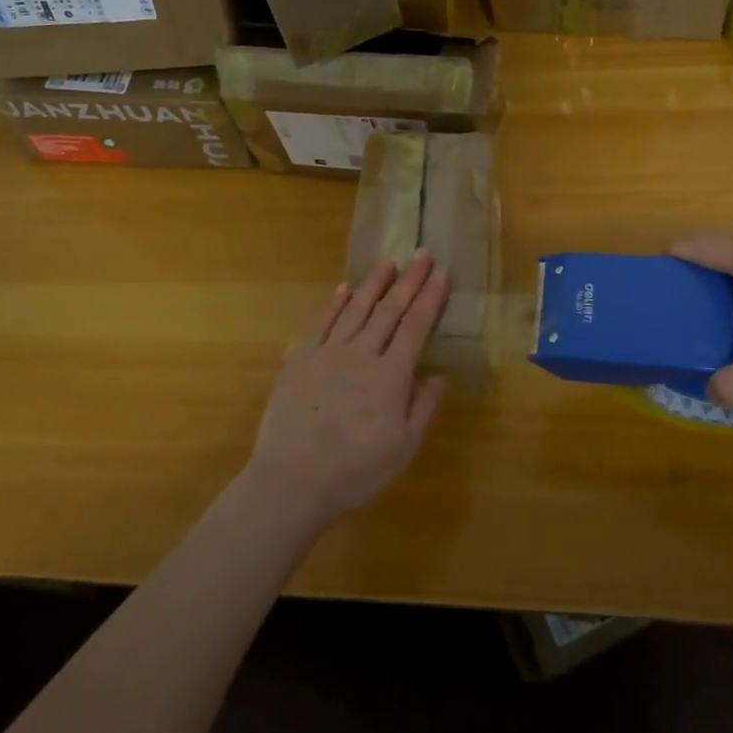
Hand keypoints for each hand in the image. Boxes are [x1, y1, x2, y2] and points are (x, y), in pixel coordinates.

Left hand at [244, 251, 449, 529]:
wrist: (292, 479)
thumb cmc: (355, 471)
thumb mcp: (402, 448)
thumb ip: (423, 408)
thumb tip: (437, 376)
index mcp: (391, 375)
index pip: (415, 327)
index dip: (430, 299)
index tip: (441, 273)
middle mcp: (362, 354)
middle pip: (389, 311)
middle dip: (408, 281)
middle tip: (422, 254)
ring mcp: (328, 353)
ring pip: (356, 309)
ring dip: (373, 283)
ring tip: (388, 261)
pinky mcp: (301, 359)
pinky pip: (322, 323)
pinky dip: (335, 303)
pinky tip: (344, 288)